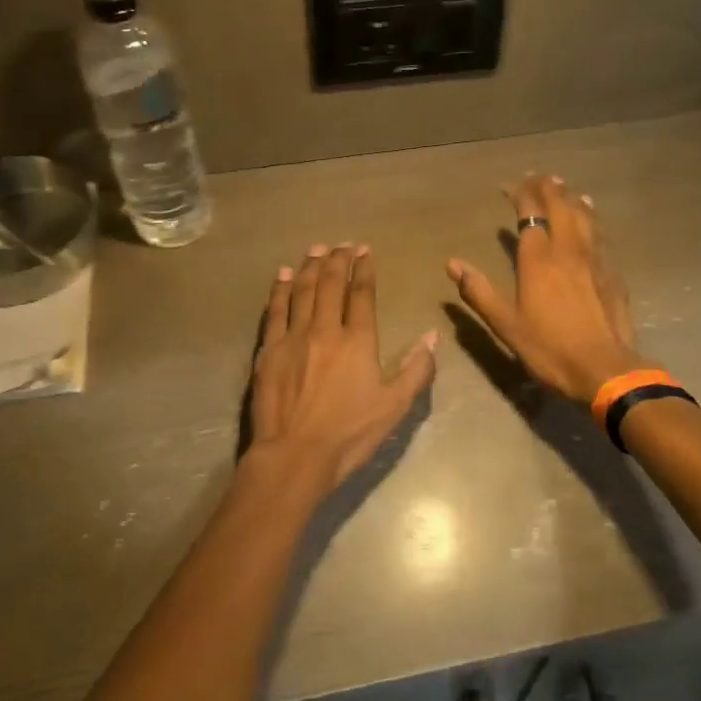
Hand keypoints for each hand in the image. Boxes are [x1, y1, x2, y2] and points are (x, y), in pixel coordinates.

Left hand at [244, 243, 438, 499]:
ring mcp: (293, 337)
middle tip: (341, 244)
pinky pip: (275, 310)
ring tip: (316, 249)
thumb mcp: (394, 406)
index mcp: (357, 341)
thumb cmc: (349, 434)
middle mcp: (325, 329)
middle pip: (329, 285)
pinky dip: (279, 290)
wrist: (294, 455)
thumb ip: (416, 369)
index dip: (364, 270)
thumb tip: (431, 336)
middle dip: (337, 260)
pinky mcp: (269, 351)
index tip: (365, 251)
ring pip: (301, 291)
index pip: (361, 294)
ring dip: (309, 267)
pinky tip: (282, 276)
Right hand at [448, 174, 649, 403]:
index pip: (530, 212)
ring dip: (570, 197)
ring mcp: (595, 259)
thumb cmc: (550, 348)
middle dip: (547, 187)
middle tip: (536, 177)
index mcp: (539, 259)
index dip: (519, 194)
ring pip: (584, 215)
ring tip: (562, 187)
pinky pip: (599, 233)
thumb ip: (479, 292)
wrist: (605, 369)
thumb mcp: (506, 325)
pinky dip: (590, 217)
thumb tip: (453, 264)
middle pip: (560, 205)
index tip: (508, 187)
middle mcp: (568, 249)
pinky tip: (590, 217)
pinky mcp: (612, 272)